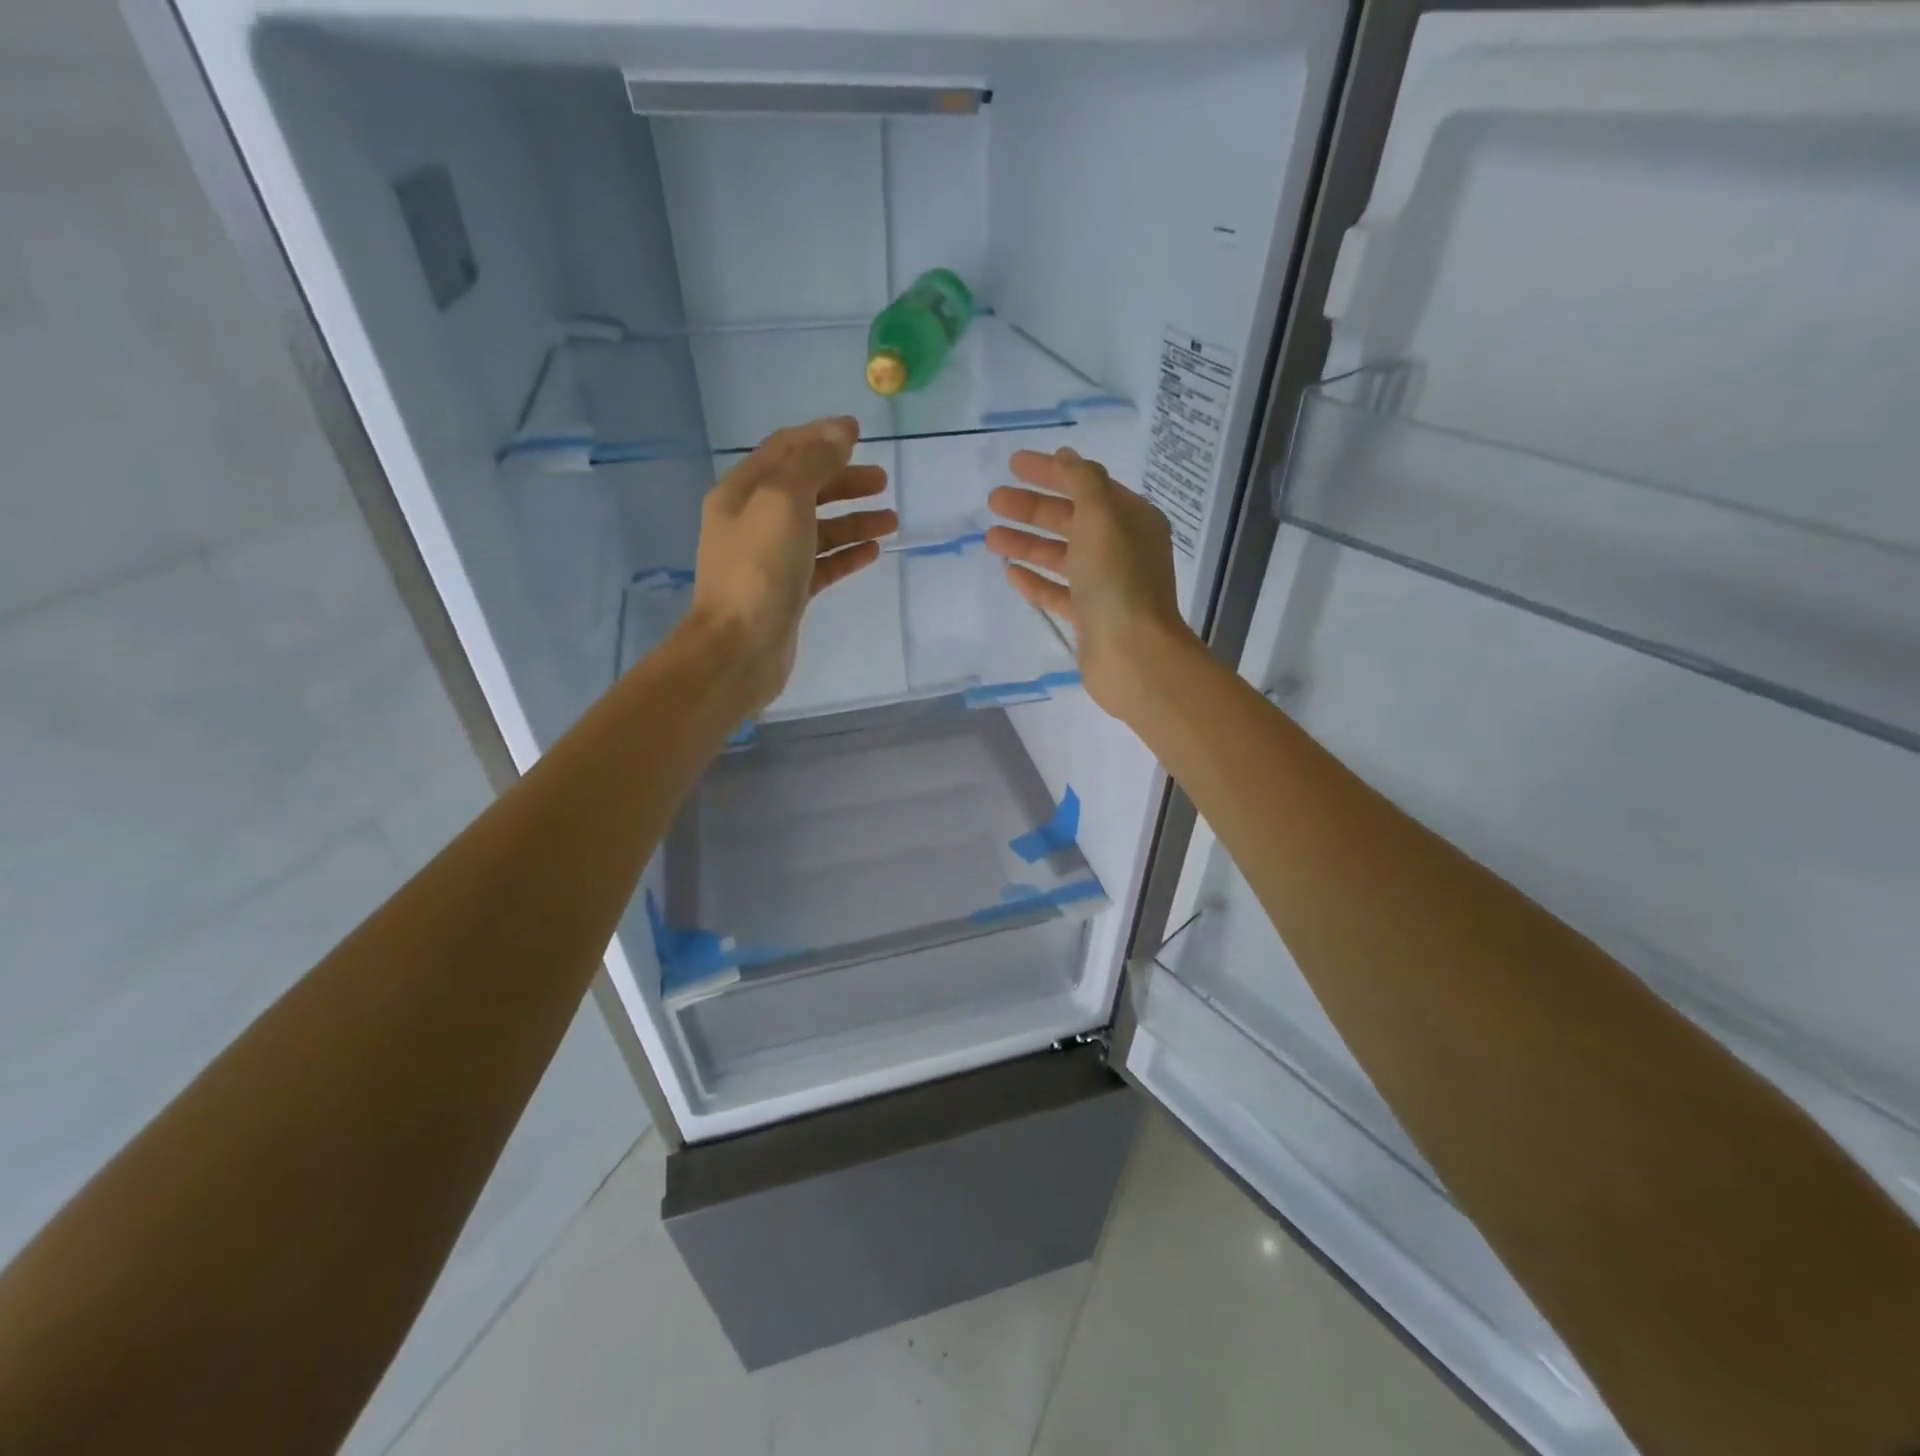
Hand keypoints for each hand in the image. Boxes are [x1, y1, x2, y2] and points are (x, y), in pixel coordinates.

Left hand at [683, 416, 894, 712]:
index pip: (785, 451)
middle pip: (805, 489)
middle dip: (844, 481)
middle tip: (883, 482)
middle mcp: (753, 521)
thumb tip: (840, 432)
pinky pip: (822, 564)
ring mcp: (770, 559)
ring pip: (818, 529)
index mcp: (743, 491)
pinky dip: (847, 554)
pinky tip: (873, 552)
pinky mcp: (788, 592)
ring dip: (853, 520)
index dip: (821, 437)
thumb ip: (813, 463)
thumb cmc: (759, 568)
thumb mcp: (784, 500)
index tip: (860, 434)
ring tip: (891, 522)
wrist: (740, 648)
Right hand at [986, 447, 1201, 721]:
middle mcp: (1122, 549)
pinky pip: (1058, 592)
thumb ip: (1082, 482)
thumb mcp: (1102, 518)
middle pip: (1071, 519)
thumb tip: (1066, 457)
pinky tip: (1010, 573)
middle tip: (994, 501)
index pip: (1087, 485)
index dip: (1051, 472)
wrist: (1132, 656)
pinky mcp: (1090, 618)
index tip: (1012, 464)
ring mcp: (1106, 586)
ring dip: (1027, 544)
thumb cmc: (1118, 581)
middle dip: (1032, 509)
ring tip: (991, 539)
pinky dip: (1035, 581)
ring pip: (1061, 556)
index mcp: (1132, 520)